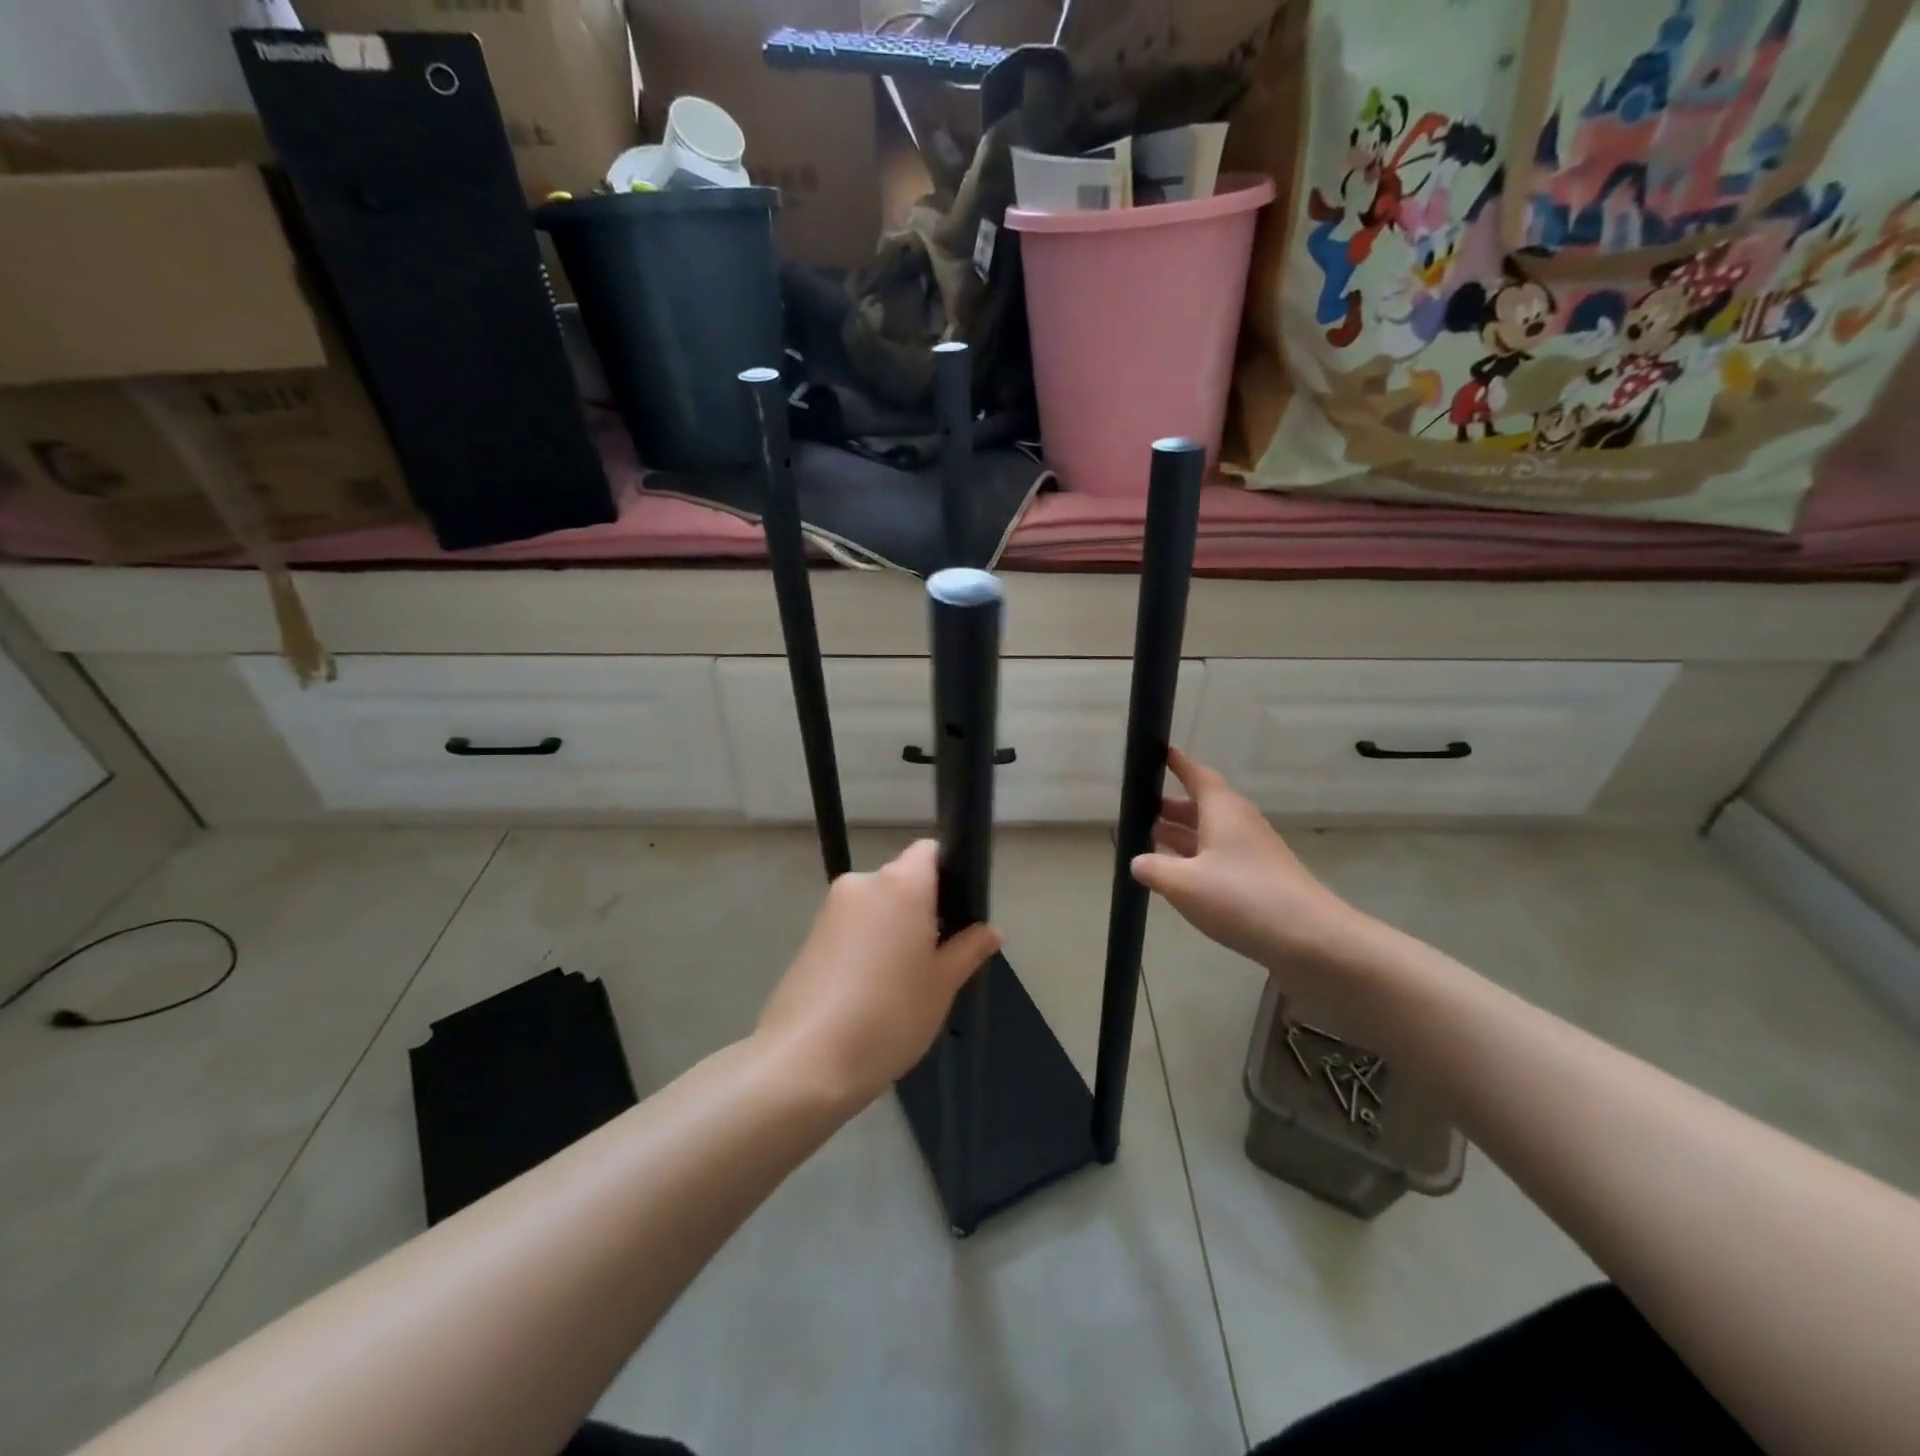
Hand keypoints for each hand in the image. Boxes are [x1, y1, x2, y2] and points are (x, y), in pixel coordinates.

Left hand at [756, 840, 1000, 1107]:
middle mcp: (863, 883)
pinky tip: (870, 992)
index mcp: (901, 883)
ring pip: (877, 907)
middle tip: (938, 960)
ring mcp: (831, 909)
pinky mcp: (810, 936)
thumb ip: (969, 949)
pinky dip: (867, 948)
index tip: (958, 915)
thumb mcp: (943, 984)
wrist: (806, 1061)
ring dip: (893, 931)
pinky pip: (852, 928)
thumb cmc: (890, 1014)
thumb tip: (990, 931)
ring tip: (903, 984)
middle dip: (922, 910)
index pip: (929, 852)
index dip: (948, 875)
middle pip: (903, 881)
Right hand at [1131, 748, 1371, 970]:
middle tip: (1143, 809)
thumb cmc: (1242, 899)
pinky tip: (1181, 879)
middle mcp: (1241, 824)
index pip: (1198, 776)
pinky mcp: (1263, 880)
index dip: (1178, 764)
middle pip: (1204, 807)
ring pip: (1212, 834)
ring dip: (1184, 836)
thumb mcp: (1183, 885)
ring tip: (1153, 841)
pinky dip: (1198, 860)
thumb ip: (1154, 869)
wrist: (1312, 940)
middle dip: (1174, 807)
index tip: (1160, 752)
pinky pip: (1223, 859)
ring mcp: (1255, 853)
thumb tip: (1138, 861)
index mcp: (1223, 811)